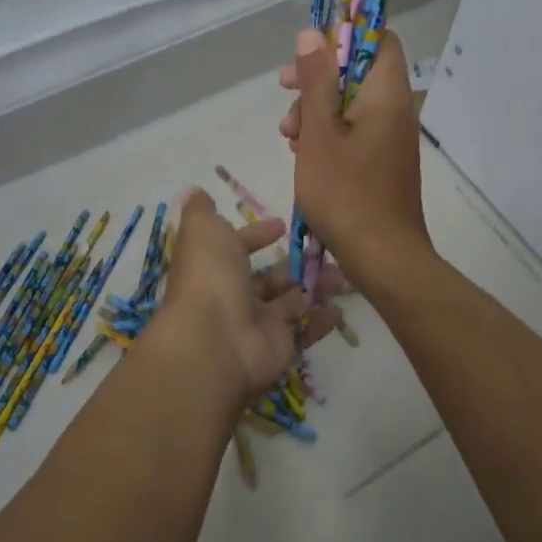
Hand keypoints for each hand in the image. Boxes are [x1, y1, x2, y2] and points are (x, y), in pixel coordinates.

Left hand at [145, 189, 337, 407]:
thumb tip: (197, 193)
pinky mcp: (280, 348)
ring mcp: (257, 324)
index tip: (282, 225)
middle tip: (326, 249)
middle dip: (295, 263)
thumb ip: (202, 211)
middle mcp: (233, 296)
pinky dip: (321, 320)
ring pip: (291, 302)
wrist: (214, 342)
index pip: (236, 248)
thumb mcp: (202, 230)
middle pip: (268, 278)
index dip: (256, 236)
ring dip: (315, 286)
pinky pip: (304, 332)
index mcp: (213, 267)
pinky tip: (340, 307)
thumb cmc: (209, 277)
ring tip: (343, 273)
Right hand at [278, 27, 430, 282]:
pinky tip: (302, 154)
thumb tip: (312, 34)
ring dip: (316, 109)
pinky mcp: (382, 161)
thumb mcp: (319, 132)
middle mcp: (395, 109)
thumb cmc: (346, 192)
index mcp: (386, 94)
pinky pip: (354, 130)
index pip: (379, 39)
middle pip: (357, 71)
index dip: (345, 35)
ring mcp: (390, 137)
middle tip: (284, 88)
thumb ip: (315, 81)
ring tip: (288, 134)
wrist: (383, 258)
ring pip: (350, 103)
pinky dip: (327, 133)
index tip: (310, 49)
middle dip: (317, 77)